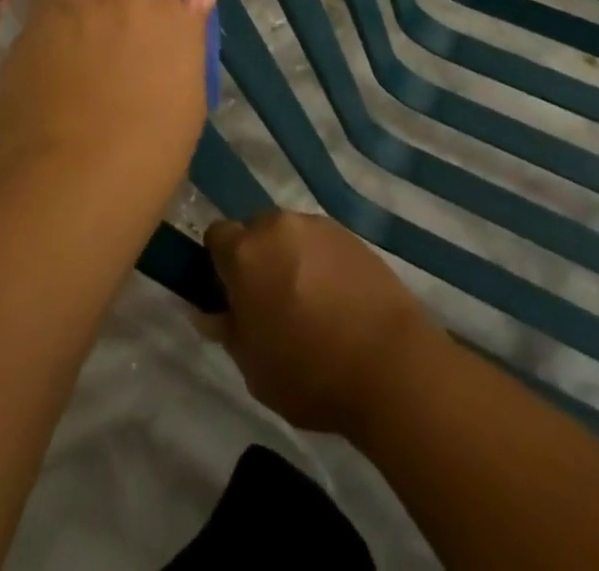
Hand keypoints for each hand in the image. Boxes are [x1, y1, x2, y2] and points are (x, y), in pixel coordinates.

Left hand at [0, 0, 216, 211]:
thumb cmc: (152, 141)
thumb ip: (188, 30)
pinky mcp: (21, 41)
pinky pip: (38, 23)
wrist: (75, 181)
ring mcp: (57, 15)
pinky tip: (53, 77)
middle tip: (108, 11)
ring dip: (73, 6)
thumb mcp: (187, 86)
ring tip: (78, 51)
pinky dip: (48, 37)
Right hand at [205, 212, 437, 438]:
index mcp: (245, 253)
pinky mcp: (350, 234)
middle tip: (270, 301)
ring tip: (310, 301)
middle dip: (256, 258)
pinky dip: (320, 261)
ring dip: (289, 257)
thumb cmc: (310, 373)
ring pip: (289, 235)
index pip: (216, 236)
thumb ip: (226, 330)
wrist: (390, 365)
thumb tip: (208, 311)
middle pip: (254, 231)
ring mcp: (317, 226)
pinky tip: (337, 298)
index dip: (220, 263)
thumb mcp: (253, 367)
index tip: (232, 294)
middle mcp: (277, 226)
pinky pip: (320, 242)